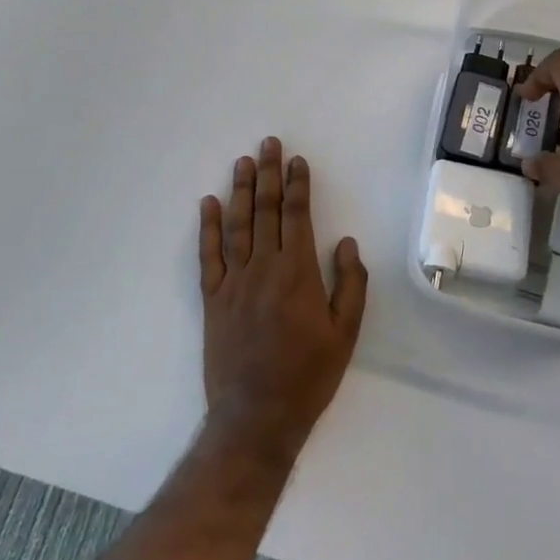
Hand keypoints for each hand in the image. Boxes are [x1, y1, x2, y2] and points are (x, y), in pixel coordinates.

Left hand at [198, 138, 367, 463]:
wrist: (257, 415)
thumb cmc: (309, 375)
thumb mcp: (346, 334)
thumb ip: (350, 284)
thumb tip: (345, 242)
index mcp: (298, 273)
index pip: (297, 216)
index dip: (297, 185)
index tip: (297, 161)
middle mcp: (264, 268)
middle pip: (266, 211)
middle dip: (269, 174)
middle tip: (269, 144)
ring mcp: (234, 282)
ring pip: (237, 225)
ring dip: (241, 190)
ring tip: (243, 162)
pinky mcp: (212, 299)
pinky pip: (208, 256)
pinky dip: (208, 228)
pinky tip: (209, 204)